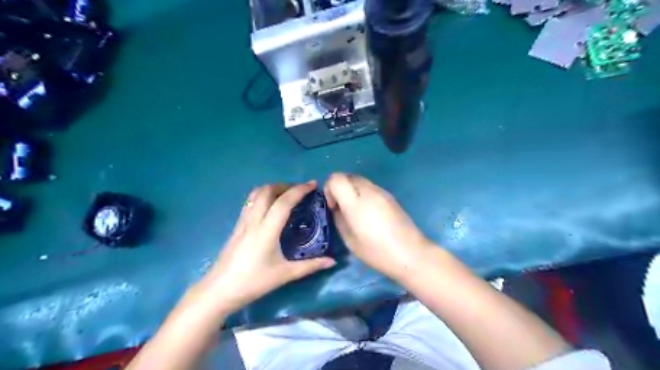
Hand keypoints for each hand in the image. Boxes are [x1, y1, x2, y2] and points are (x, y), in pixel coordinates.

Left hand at [196, 180, 335, 316]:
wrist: (219, 291)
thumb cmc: (253, 282)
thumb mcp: (284, 275)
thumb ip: (310, 266)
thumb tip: (332, 261)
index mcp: (266, 230)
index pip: (283, 202)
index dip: (299, 190)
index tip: (312, 185)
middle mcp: (253, 220)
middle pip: (267, 191)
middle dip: (285, 185)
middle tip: (300, 191)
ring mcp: (242, 222)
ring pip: (255, 194)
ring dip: (272, 188)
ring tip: (286, 195)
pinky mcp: (237, 226)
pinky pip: (250, 202)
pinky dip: (262, 196)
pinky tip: (270, 207)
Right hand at [324, 173, 434, 279]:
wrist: (411, 253)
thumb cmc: (377, 252)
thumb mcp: (350, 240)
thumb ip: (339, 219)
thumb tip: (336, 208)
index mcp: (356, 202)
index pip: (336, 178)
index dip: (329, 188)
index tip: (333, 206)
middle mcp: (369, 191)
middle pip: (348, 176)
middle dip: (340, 188)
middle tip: (341, 208)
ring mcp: (382, 192)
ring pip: (360, 180)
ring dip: (352, 190)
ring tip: (355, 211)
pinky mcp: (390, 196)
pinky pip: (371, 187)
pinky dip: (363, 194)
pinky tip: (369, 213)